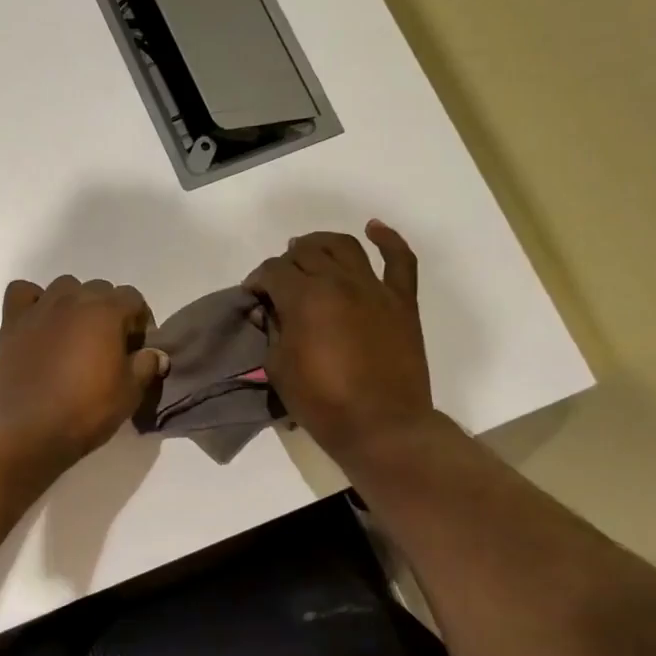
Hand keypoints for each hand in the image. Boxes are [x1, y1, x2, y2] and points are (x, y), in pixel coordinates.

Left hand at [0, 276, 168, 470]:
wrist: (27, 431)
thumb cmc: (84, 411)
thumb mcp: (129, 394)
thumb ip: (146, 366)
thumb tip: (156, 354)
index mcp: (106, 312)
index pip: (133, 298)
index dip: (140, 322)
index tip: (137, 348)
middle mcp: (73, 299)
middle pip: (99, 289)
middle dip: (109, 312)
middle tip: (108, 346)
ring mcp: (39, 308)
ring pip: (64, 287)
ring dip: (74, 304)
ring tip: (74, 335)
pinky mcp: (12, 322)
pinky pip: (24, 293)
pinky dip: (34, 301)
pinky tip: (39, 323)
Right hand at [243, 220, 433, 462]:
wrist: (381, 426)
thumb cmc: (322, 403)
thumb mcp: (278, 368)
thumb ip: (273, 330)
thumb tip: (271, 311)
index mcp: (304, 298)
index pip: (273, 271)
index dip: (258, 280)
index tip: (253, 295)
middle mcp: (338, 282)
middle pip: (306, 252)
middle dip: (286, 262)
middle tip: (279, 281)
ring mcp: (374, 288)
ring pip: (344, 246)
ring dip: (322, 243)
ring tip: (310, 250)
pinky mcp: (401, 301)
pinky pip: (399, 260)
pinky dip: (388, 239)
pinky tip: (373, 229)